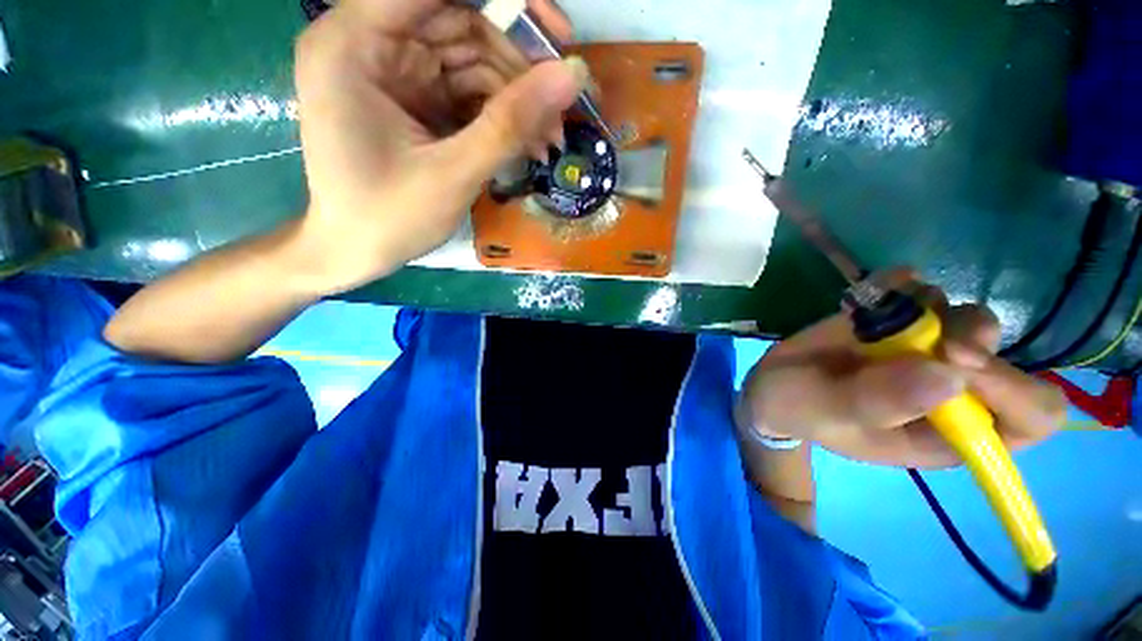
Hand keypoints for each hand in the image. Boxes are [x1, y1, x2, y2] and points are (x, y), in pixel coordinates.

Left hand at [292, 0, 585, 293]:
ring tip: (547, 142)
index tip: (557, 36)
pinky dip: (499, 118)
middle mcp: (371, 44)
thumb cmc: (390, 218)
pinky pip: (467, 94)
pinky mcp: (413, 101)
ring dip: (516, 102)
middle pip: (461, 27)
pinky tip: (526, 146)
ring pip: (472, 64)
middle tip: (558, 115)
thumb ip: (511, 123)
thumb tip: (572, 76)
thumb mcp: (454, 173)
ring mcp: (394, 74)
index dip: (505, 5)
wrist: (357, 253)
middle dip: (518, 71)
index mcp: (356, 43)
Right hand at [737, 271, 1066, 468]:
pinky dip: (899, 285)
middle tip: (920, 331)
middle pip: (1004, 356)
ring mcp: (926, 351)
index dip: (1014, 389)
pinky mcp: (897, 322)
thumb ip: (877, 403)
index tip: (957, 362)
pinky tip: (866, 296)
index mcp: (949, 433)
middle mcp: (951, 389)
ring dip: (931, 309)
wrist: (771, 384)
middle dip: (970, 337)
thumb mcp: (826, 414)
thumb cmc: (798, 409)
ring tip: (875, 317)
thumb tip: (949, 375)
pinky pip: (920, 292)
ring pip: (968, 317)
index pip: (1029, 415)